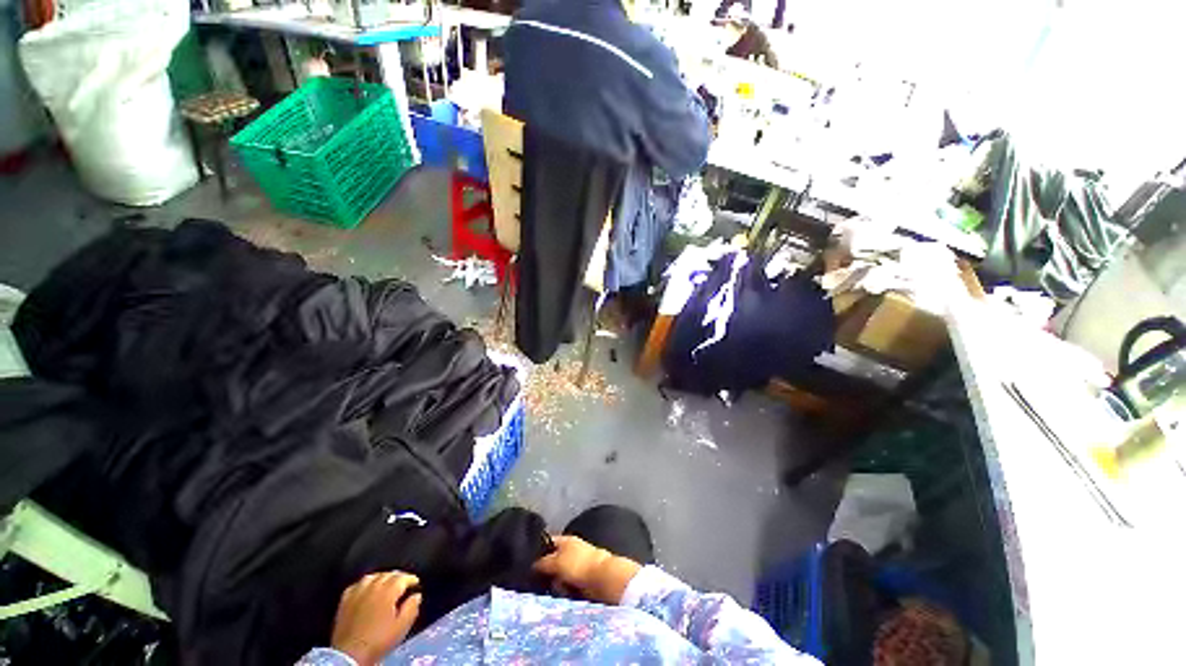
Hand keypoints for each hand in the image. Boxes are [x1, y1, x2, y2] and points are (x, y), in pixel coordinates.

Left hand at [330, 571, 421, 665]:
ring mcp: (357, 592)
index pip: (403, 577)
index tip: (415, 583)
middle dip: (398, 576)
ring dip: (382, 577)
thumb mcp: (401, 627)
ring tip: (386, 583)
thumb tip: (416, 596)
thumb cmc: (379, 640)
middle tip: (403, 583)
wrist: (350, 654)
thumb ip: (412, 608)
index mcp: (388, 591)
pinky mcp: (345, 600)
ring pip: (372, 576)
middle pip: (388, 574)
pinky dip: (365, 584)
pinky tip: (367, 589)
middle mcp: (373, 586)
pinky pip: (357, 585)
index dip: (411, 579)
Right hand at [533, 536, 641, 604]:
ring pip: (559, 576)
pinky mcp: (583, 579)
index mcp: (566, 540)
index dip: (538, 551)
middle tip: (540, 582)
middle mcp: (571, 550)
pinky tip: (562, 594)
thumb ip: (542, 562)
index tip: (528, 564)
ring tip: (554, 590)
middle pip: (553, 561)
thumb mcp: (556, 561)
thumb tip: (532, 564)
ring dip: (556, 584)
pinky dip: (564, 590)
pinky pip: (568, 585)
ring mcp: (578, 565)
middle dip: (547, 572)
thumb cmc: (579, 565)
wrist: (603, 579)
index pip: (548, 542)